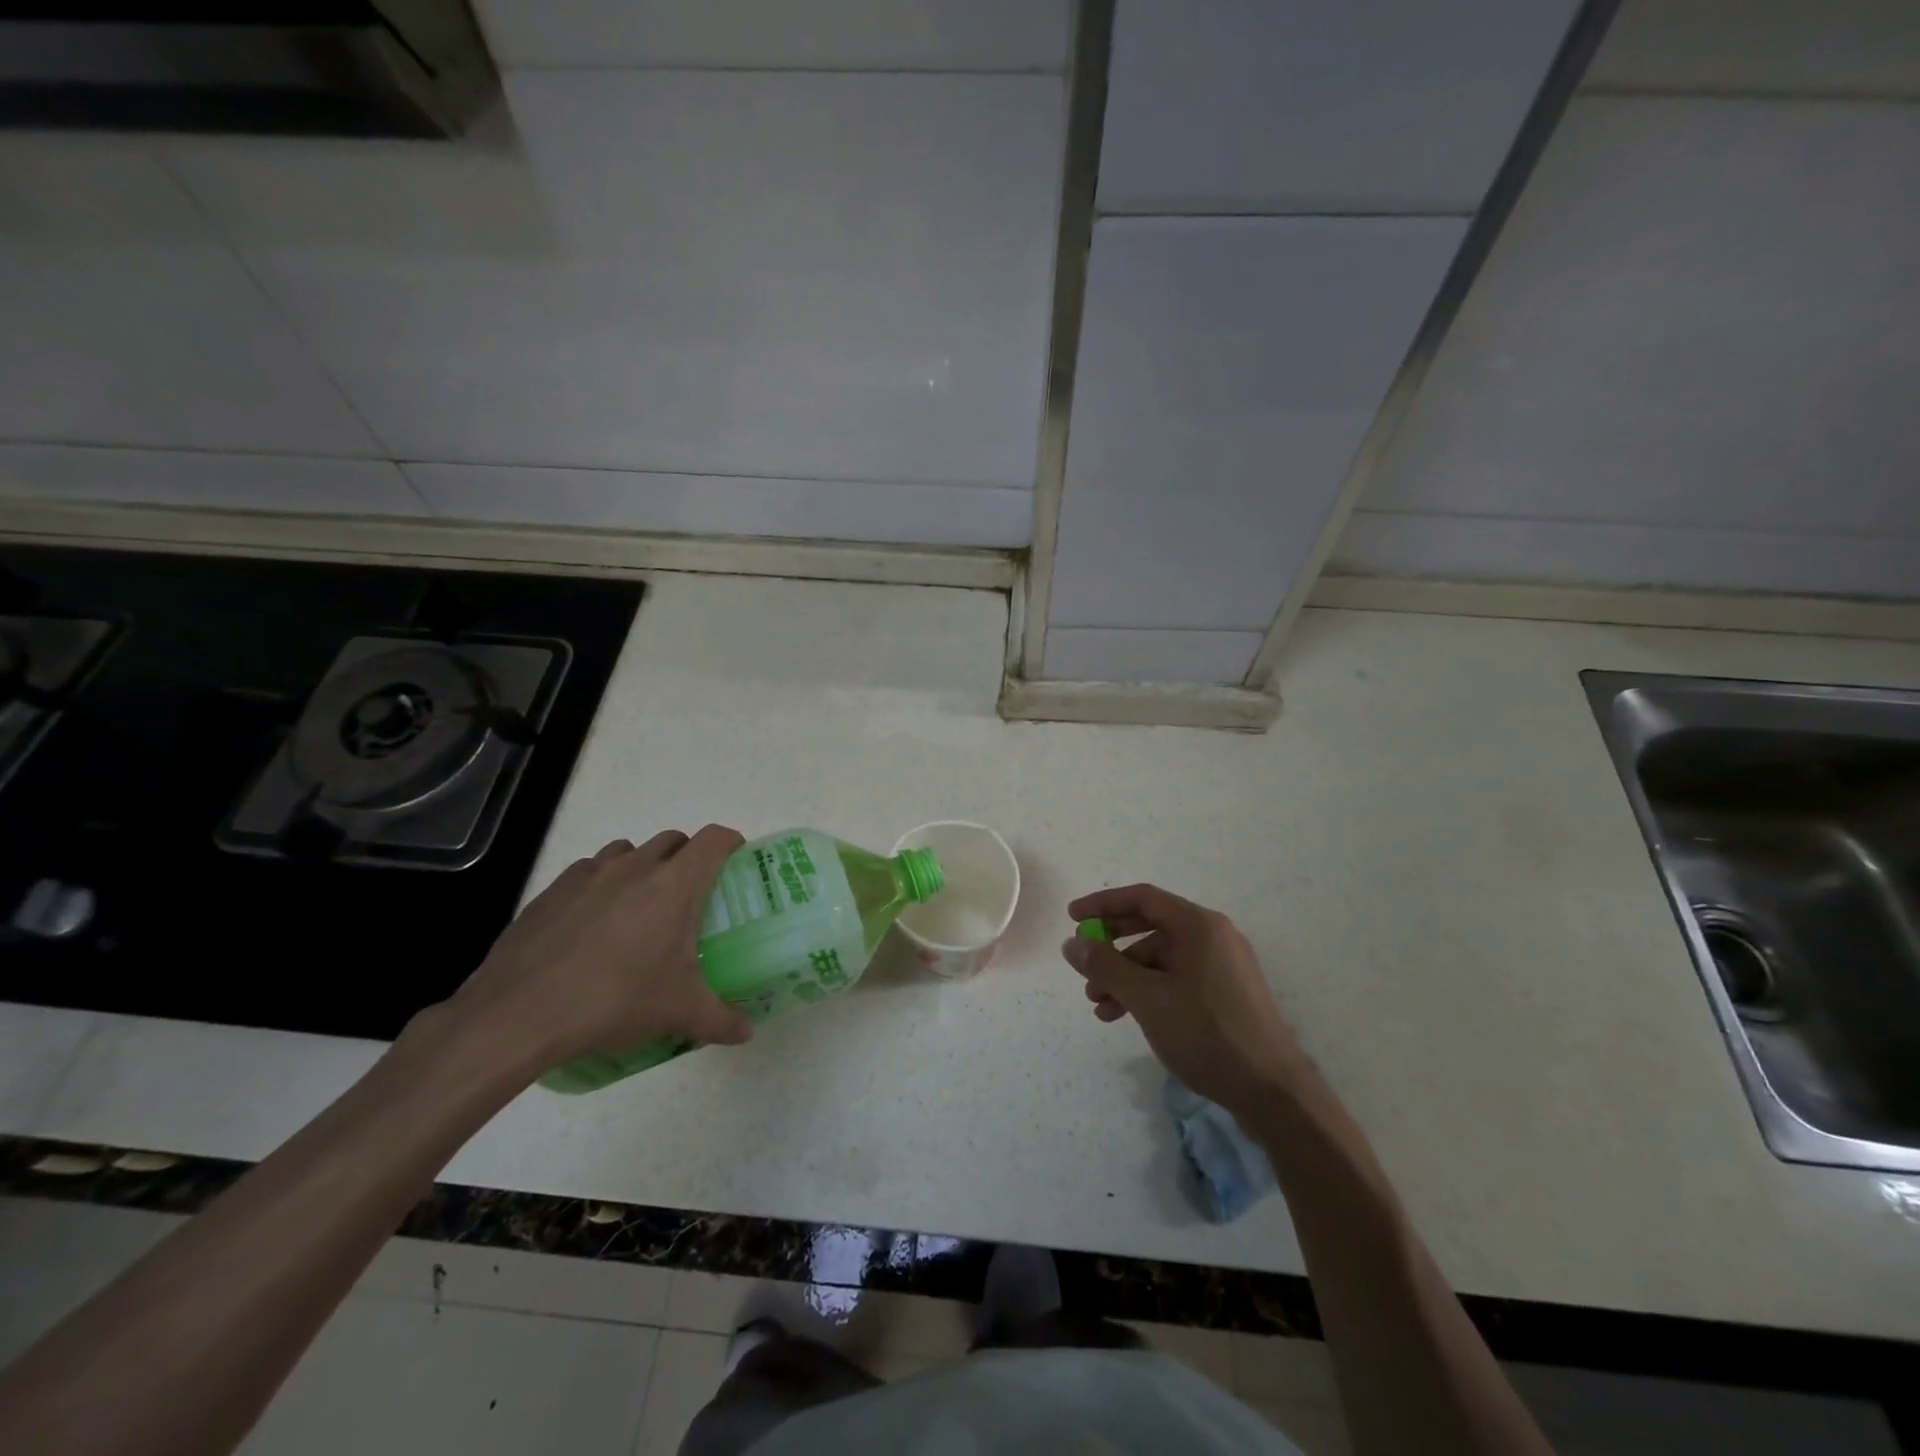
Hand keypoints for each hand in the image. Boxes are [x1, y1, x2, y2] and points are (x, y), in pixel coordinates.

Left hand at [444, 826, 752, 1071]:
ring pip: (629, 851)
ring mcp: (589, 873)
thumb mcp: (678, 1013)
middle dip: (688, 858)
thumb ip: (721, 1020)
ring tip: (639, 909)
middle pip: (674, 840)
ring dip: (643, 867)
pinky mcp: (553, 890)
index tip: (736, 864)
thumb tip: (746, 1032)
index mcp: (675, 884)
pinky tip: (593, 924)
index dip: (731, 844)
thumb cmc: (615, 1000)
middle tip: (690, 898)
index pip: (714, 839)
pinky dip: (601, 885)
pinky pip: (588, 872)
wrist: (519, 1014)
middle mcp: (635, 866)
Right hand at [1063, 884, 1309, 1115]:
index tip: (1072, 918)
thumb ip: (1106, 967)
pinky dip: (1149, 991)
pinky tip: (1127, 1016)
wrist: (1274, 1092)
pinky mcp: (1226, 993)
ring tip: (1100, 1006)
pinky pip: (1177, 978)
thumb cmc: (1208, 1034)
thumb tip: (1072, 943)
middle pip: (1150, 926)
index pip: (1142, 899)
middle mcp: (1214, 936)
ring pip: (1161, 958)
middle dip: (1112, 947)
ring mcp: (1223, 965)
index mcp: (1199, 926)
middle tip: (1083, 965)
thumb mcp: (1148, 999)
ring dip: (1126, 976)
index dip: (1103, 905)